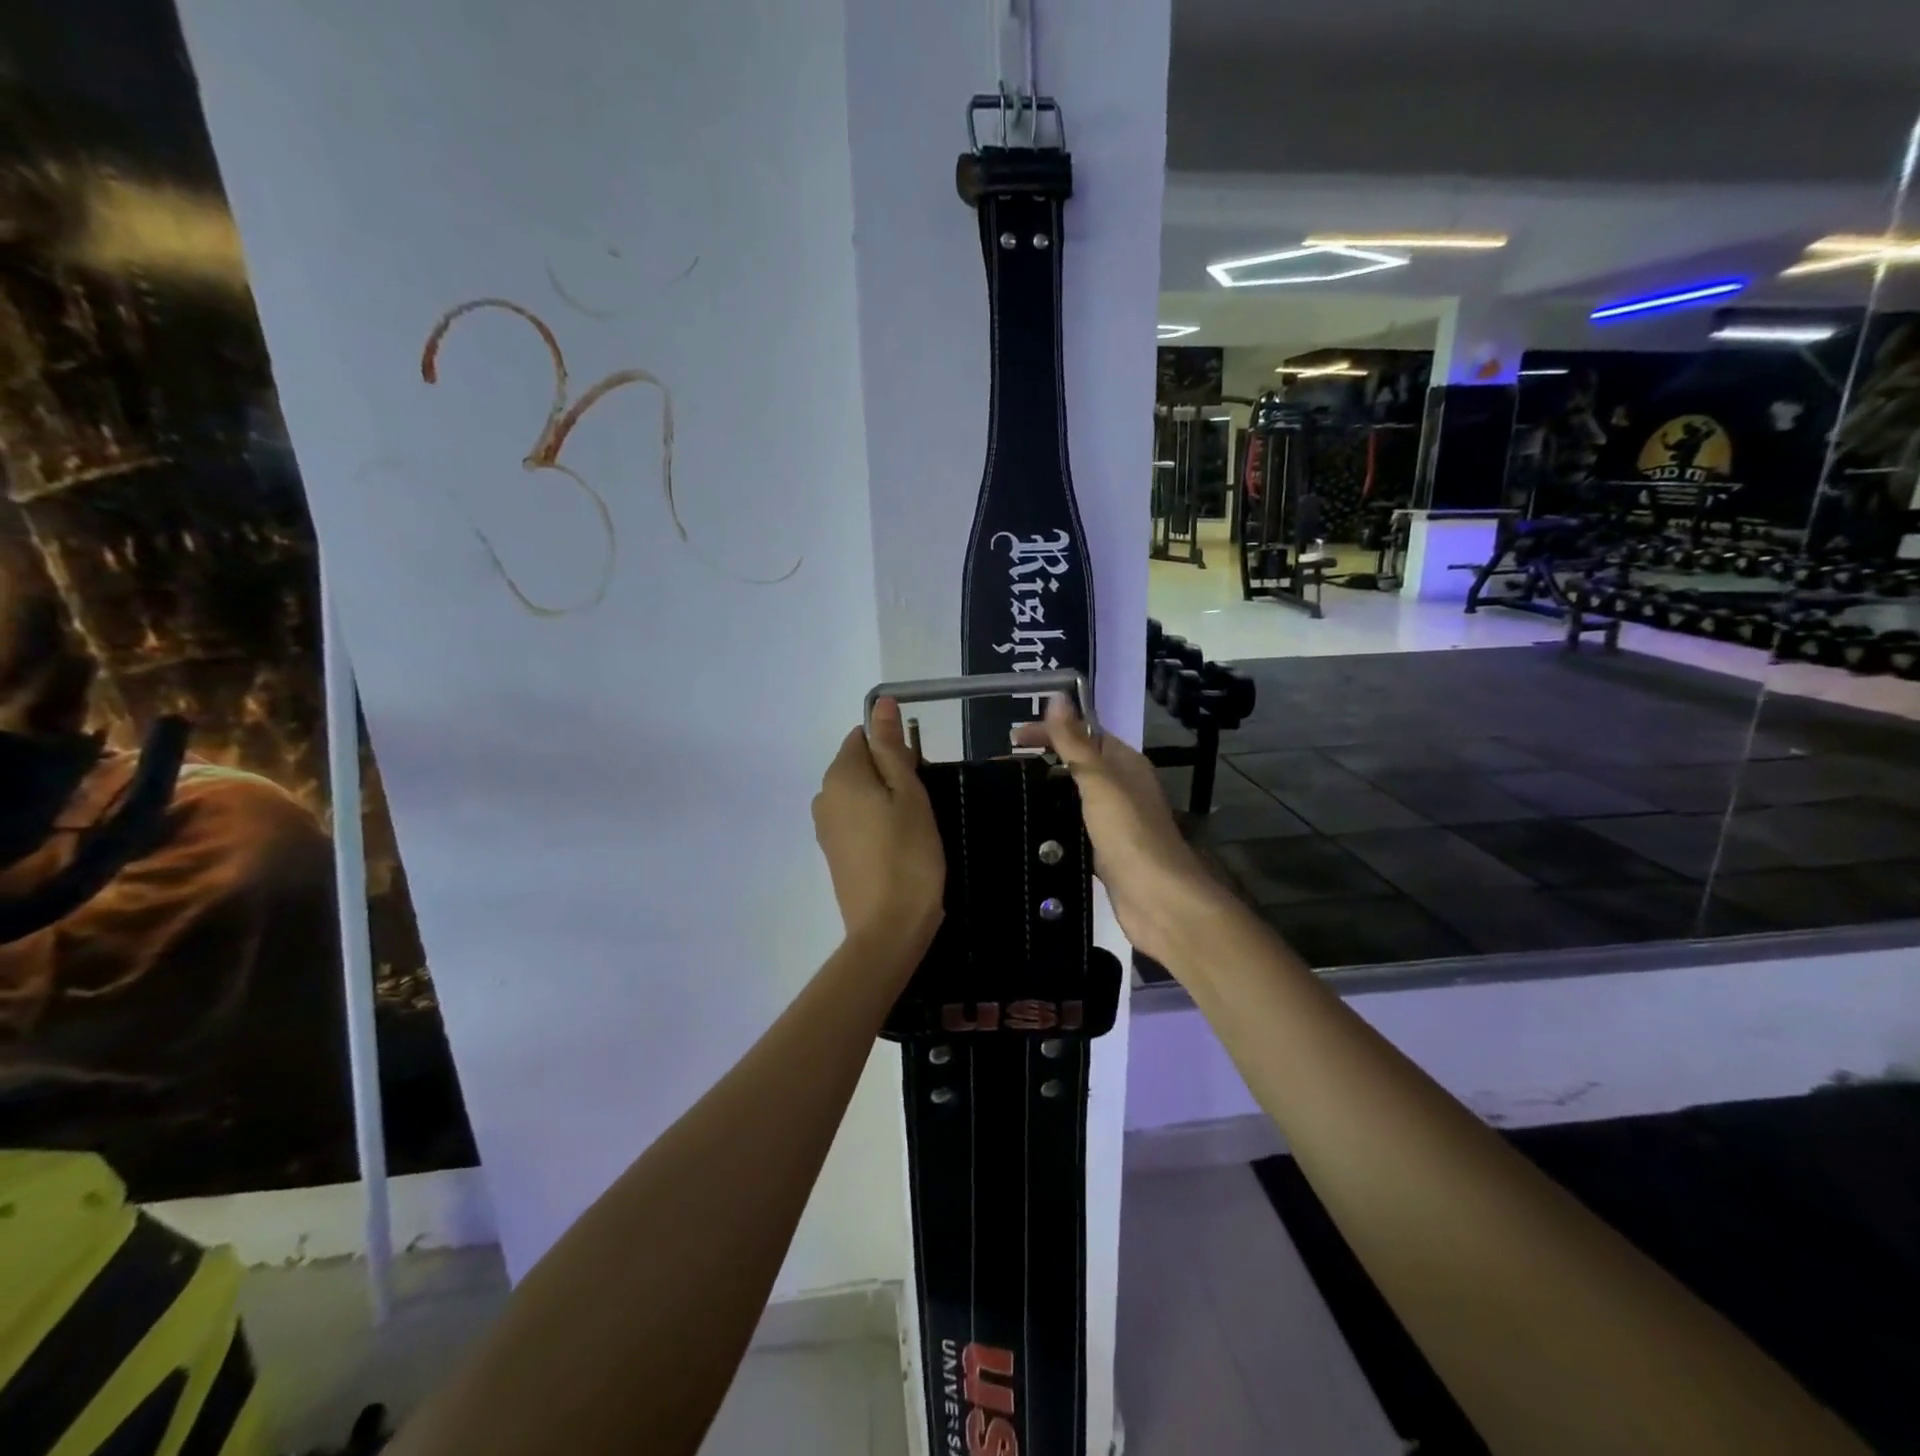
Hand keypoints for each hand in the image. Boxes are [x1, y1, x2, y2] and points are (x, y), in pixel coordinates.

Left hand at [812, 698, 944, 955]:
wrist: (888, 928)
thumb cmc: (908, 854)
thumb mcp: (908, 793)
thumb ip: (891, 746)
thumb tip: (880, 703)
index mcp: (839, 776)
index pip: (862, 737)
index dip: (894, 749)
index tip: (918, 777)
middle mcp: (823, 797)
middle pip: (859, 766)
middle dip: (890, 775)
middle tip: (920, 806)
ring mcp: (825, 828)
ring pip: (859, 795)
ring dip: (885, 801)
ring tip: (913, 829)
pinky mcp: (834, 854)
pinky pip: (856, 821)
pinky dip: (876, 824)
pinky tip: (898, 847)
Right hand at [1013, 696, 1231, 967]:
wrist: (1157, 898)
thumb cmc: (1129, 832)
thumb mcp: (1098, 780)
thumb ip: (1075, 741)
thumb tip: (1058, 696)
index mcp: (1124, 762)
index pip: (1083, 734)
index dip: (1049, 731)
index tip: (1011, 739)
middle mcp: (1122, 787)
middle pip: (1078, 764)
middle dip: (1042, 760)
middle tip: (1002, 768)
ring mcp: (1114, 820)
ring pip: (1074, 796)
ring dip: (1046, 792)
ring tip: (1008, 795)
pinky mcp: (1105, 850)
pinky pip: (1074, 827)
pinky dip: (1053, 822)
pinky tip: (1029, 829)